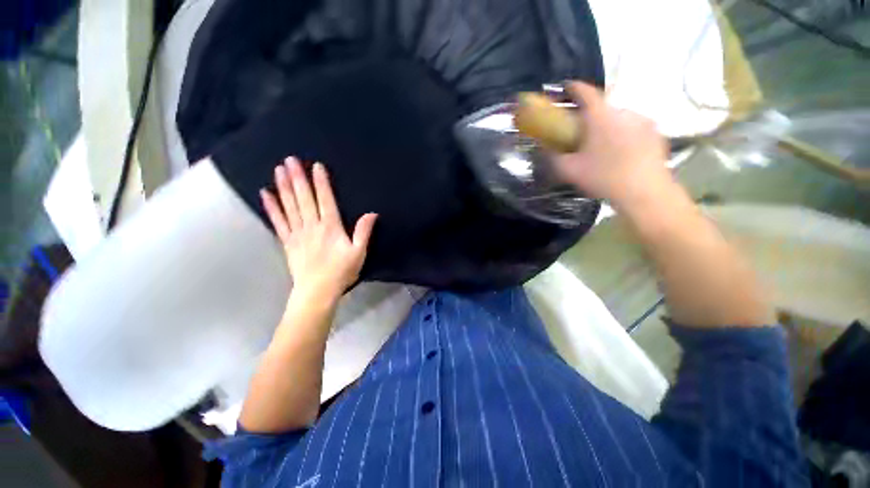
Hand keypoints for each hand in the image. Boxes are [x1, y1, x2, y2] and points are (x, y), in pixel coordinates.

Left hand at [260, 157, 376, 302]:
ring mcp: (297, 233)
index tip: (315, 166)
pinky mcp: (287, 242)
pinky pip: (278, 221)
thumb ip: (363, 232)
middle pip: (304, 199)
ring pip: (289, 206)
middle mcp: (312, 226)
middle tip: (290, 160)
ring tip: (278, 170)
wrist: (317, 291)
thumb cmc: (341, 272)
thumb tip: (371, 213)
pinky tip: (265, 195)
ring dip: (284, 187)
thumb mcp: (359, 252)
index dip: (321, 182)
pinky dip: (271, 208)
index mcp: (330, 227)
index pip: (325, 200)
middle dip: (298, 178)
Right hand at [554, 82, 670, 209]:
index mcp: (600, 117)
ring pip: (619, 117)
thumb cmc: (603, 177)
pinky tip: (622, 152)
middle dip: (591, 115)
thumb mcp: (569, 171)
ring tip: (603, 146)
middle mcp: (623, 111)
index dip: (573, 87)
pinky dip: (624, 134)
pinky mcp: (656, 133)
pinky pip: (634, 127)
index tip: (565, 87)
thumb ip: (553, 158)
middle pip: (603, 106)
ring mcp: (643, 121)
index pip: (585, 92)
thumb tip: (544, 150)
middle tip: (582, 132)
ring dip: (608, 125)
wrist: (644, 192)